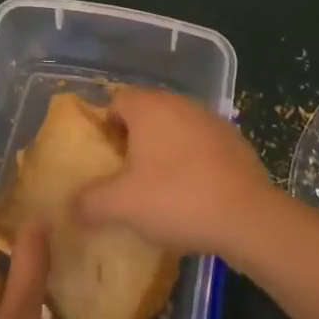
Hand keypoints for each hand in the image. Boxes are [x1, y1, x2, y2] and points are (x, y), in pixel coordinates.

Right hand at [73, 87, 276, 259]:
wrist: (248, 217)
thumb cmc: (176, 199)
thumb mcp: (121, 205)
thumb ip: (89, 202)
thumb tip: (70, 207)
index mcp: (149, 107)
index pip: (116, 102)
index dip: (105, 128)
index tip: (105, 160)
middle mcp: (180, 103)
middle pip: (146, 113)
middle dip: (134, 140)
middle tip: (126, 176)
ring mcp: (211, 119)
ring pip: (175, 128)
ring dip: (164, 150)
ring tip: (159, 188)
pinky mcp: (235, 141)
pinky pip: (201, 145)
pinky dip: (192, 161)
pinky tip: (193, 193)